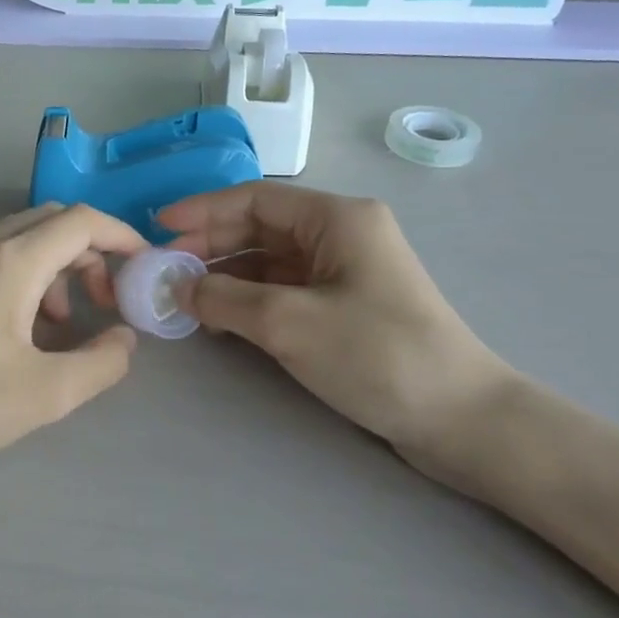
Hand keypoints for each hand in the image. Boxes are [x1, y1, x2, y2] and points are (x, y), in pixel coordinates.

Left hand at [0, 205, 146, 475]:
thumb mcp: (45, 394)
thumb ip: (102, 362)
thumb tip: (123, 338)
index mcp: (9, 262)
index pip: (81, 221)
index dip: (122, 237)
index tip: (143, 267)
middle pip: (50, 223)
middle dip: (89, 254)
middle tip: (104, 301)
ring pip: (16, 240)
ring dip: (53, 269)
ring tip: (59, 326)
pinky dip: (19, 278)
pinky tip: (13, 332)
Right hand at [160, 184, 514, 485]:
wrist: (460, 419)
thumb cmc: (377, 355)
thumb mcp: (289, 323)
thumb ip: (224, 299)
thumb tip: (176, 287)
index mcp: (337, 218)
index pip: (254, 198)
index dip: (202, 211)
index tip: (158, 229)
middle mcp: (341, 234)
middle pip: (260, 227)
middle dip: (210, 245)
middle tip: (165, 270)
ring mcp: (345, 271)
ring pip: (269, 260)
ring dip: (226, 275)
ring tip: (184, 298)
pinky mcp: (346, 305)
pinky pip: (284, 289)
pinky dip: (249, 299)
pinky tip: (220, 320)